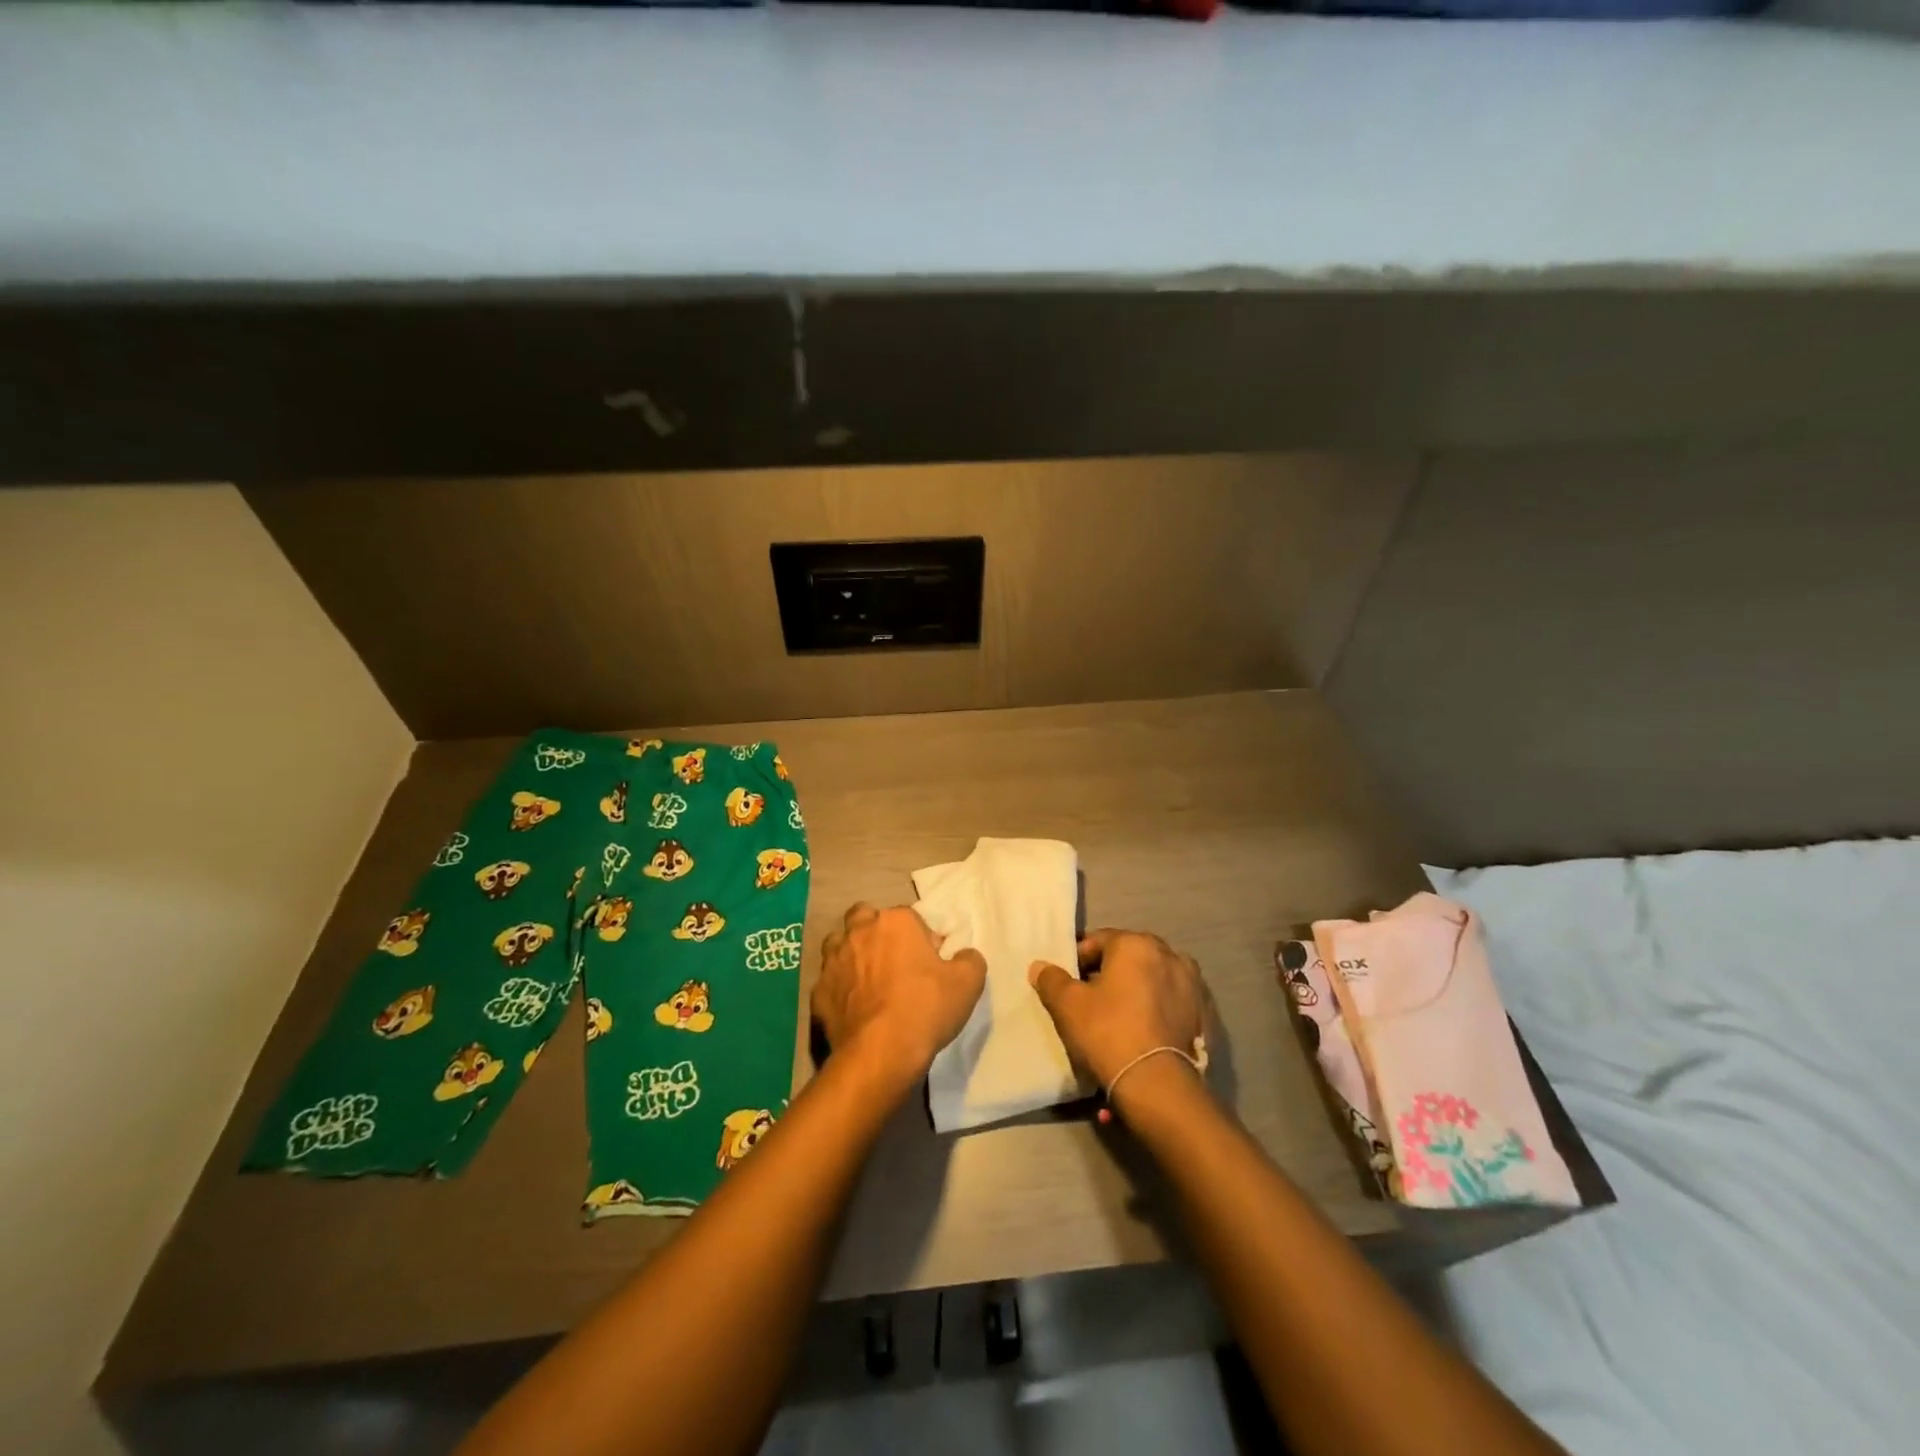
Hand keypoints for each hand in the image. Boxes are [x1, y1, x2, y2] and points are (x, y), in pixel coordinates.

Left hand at [812, 904, 986, 1096]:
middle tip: (891, 961)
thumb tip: (964, 955)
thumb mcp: (968, 983)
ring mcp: (833, 961)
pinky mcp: (818, 992)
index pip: (909, 918)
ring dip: (851, 955)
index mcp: (895, 922)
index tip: (928, 962)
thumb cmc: (926, 1008)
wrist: (880, 1052)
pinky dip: (838, 989)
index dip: (920, 938)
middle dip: (875, 932)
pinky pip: (828, 982)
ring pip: (838, 945)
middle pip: (864, 918)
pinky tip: (852, 1008)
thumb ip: (969, 960)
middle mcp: (860, 932)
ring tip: (867, 980)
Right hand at [1028, 929, 1207, 1095]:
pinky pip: (1172, 1006)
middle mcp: (1170, 955)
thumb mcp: (1068, 1005)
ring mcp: (1193, 986)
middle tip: (1090, 1002)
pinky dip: (1157, 1014)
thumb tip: (1040, 966)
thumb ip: (1051, 980)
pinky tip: (1143, 1037)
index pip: (1099, 940)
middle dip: (1109, 975)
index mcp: (1137, 944)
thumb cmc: (1108, 1032)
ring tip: (1118, 1022)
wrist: (1158, 1085)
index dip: (1078, 960)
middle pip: (1129, 959)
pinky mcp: (1205, 1016)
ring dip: (1136, 993)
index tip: (1067, 984)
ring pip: (1153, 982)